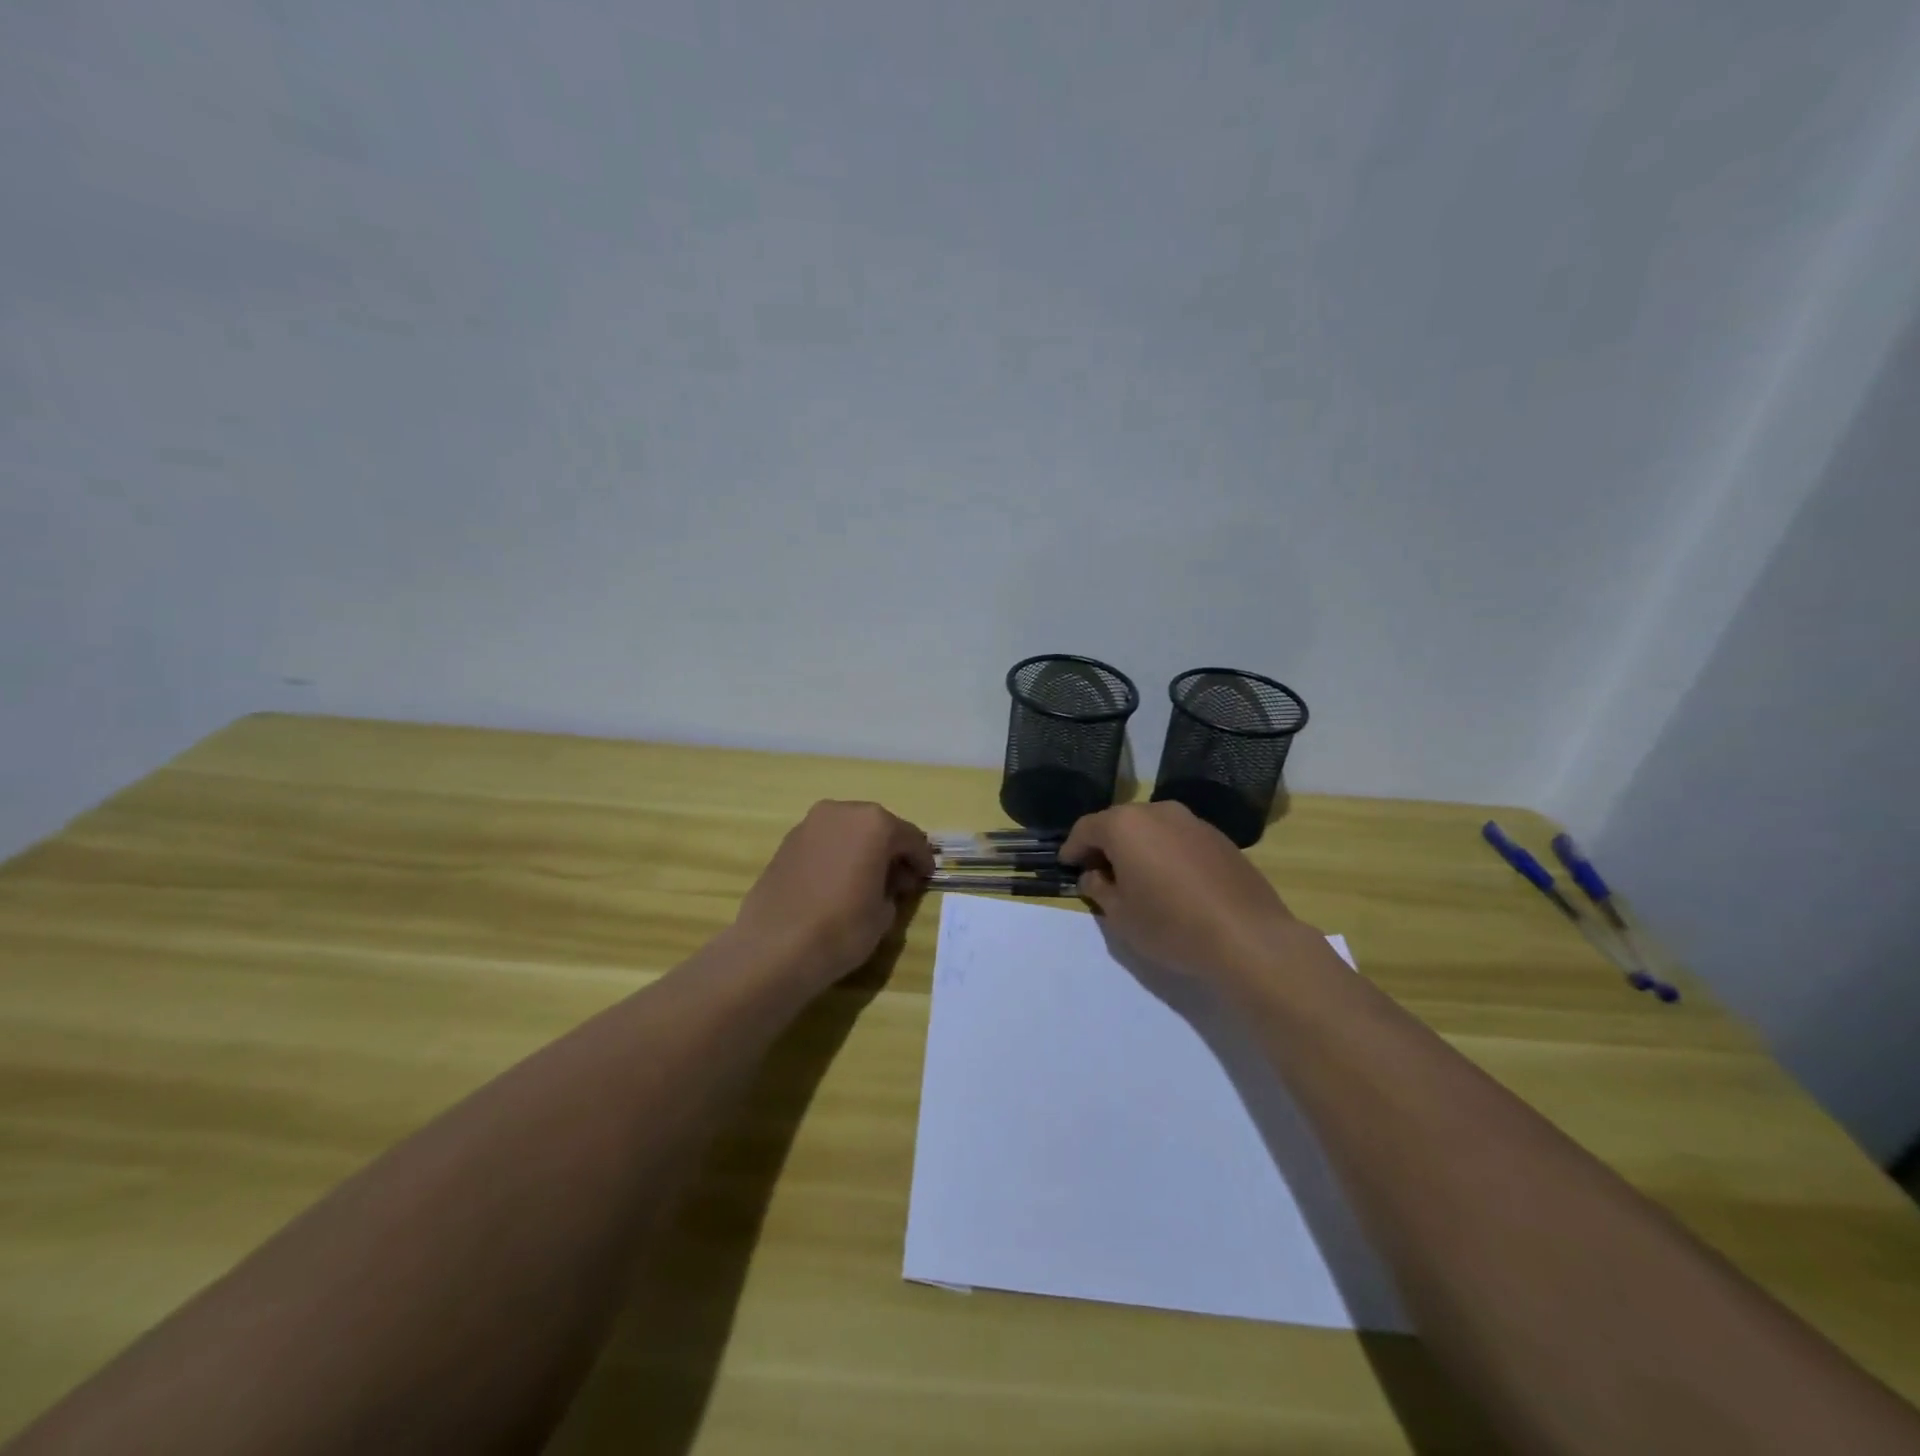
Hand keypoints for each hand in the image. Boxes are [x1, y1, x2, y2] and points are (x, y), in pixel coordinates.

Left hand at [731, 800, 934, 988]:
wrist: (775, 947)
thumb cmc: (842, 928)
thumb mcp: (884, 914)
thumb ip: (892, 889)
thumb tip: (885, 883)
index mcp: (875, 824)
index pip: (910, 838)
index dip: (922, 860)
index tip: (926, 877)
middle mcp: (842, 812)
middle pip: (877, 827)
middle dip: (891, 850)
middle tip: (898, 879)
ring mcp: (810, 824)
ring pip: (848, 832)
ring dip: (862, 850)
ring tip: (866, 881)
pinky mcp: (787, 841)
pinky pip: (825, 842)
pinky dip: (837, 856)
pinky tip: (838, 882)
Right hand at [1060, 801, 1329, 986]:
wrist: (1248, 937)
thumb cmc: (1171, 925)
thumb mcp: (1121, 915)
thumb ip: (1099, 888)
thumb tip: (1095, 875)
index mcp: (1125, 825)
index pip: (1086, 828)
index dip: (1073, 847)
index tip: (1067, 864)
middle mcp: (1158, 812)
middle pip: (1120, 823)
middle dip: (1105, 845)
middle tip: (1098, 872)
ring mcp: (1192, 821)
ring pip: (1152, 828)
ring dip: (1138, 847)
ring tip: (1136, 878)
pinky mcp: (1219, 838)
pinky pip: (1178, 839)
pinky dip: (1166, 853)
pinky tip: (1171, 882)